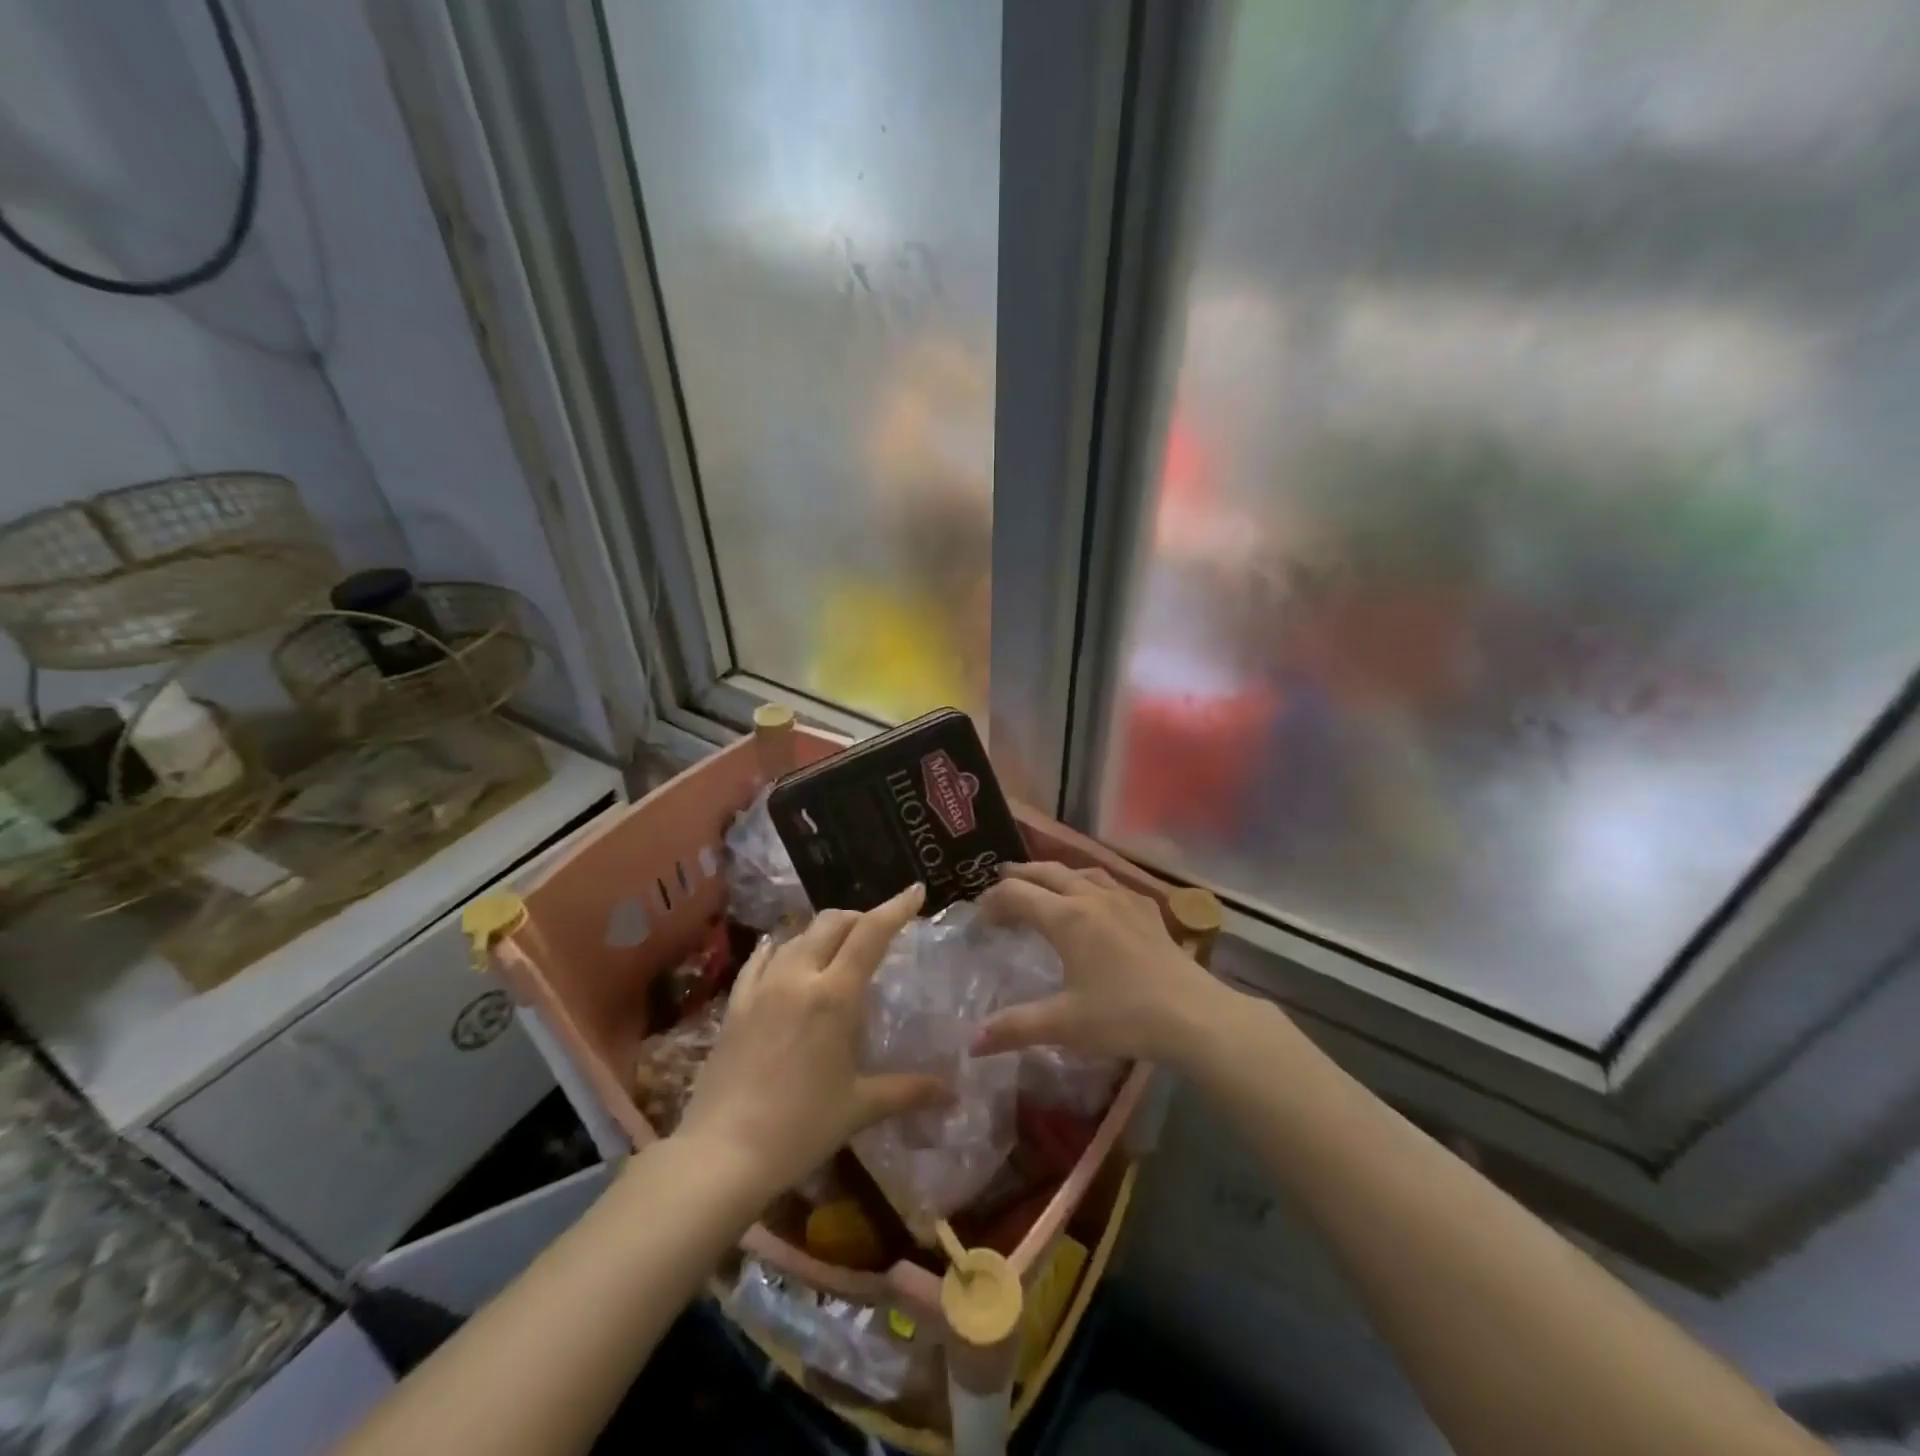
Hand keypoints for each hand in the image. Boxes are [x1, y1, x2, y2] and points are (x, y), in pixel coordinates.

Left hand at [677, 883, 950, 1195]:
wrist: (720, 1155)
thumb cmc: (799, 1128)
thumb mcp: (859, 1107)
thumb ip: (908, 1091)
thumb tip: (952, 1092)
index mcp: (834, 995)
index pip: (871, 933)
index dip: (896, 908)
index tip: (916, 891)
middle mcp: (797, 977)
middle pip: (832, 923)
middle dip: (860, 918)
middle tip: (879, 931)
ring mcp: (761, 987)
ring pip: (797, 935)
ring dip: (824, 932)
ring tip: (838, 948)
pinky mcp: (734, 1004)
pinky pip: (760, 959)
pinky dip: (781, 948)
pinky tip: (784, 954)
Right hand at [973, 862, 1229, 1066]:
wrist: (1193, 1015)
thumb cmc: (1123, 1017)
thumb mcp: (1064, 1025)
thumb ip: (1015, 1027)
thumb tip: (971, 1042)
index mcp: (1066, 918)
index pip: (1017, 894)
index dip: (993, 901)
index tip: (979, 917)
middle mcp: (1092, 897)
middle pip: (1047, 873)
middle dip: (1019, 875)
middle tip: (999, 882)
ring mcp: (1123, 899)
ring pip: (1080, 872)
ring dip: (1054, 874)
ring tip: (1043, 884)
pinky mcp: (1147, 910)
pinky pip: (1110, 883)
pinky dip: (1089, 883)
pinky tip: (1095, 899)